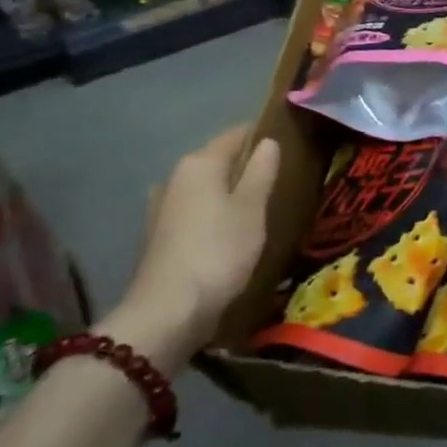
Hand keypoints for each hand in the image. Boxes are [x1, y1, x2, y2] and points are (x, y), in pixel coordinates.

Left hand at [102, 125, 281, 370]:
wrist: (168, 312)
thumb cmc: (218, 252)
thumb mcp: (251, 209)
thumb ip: (261, 172)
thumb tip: (268, 142)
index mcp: (199, 163)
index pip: (234, 135)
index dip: (260, 134)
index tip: (288, 140)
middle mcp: (174, 177)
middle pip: (216, 160)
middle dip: (244, 165)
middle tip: (278, 176)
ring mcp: (161, 207)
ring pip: (203, 188)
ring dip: (227, 192)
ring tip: (257, 204)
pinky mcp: (158, 236)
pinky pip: (193, 211)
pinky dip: (212, 214)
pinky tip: (228, 231)